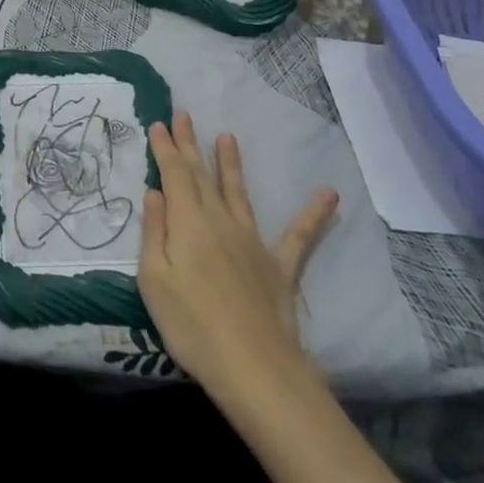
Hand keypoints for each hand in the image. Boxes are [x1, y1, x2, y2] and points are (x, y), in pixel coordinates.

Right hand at [139, 112, 338, 397]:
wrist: (253, 367)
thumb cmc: (192, 326)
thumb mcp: (154, 280)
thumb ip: (154, 232)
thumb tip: (156, 192)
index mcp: (188, 223)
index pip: (174, 175)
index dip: (166, 148)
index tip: (160, 123)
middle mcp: (220, 221)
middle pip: (202, 175)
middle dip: (191, 144)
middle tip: (184, 114)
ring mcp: (253, 241)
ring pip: (238, 192)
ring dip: (231, 163)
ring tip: (227, 137)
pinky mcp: (280, 266)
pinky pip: (298, 235)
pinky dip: (313, 214)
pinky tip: (329, 193)